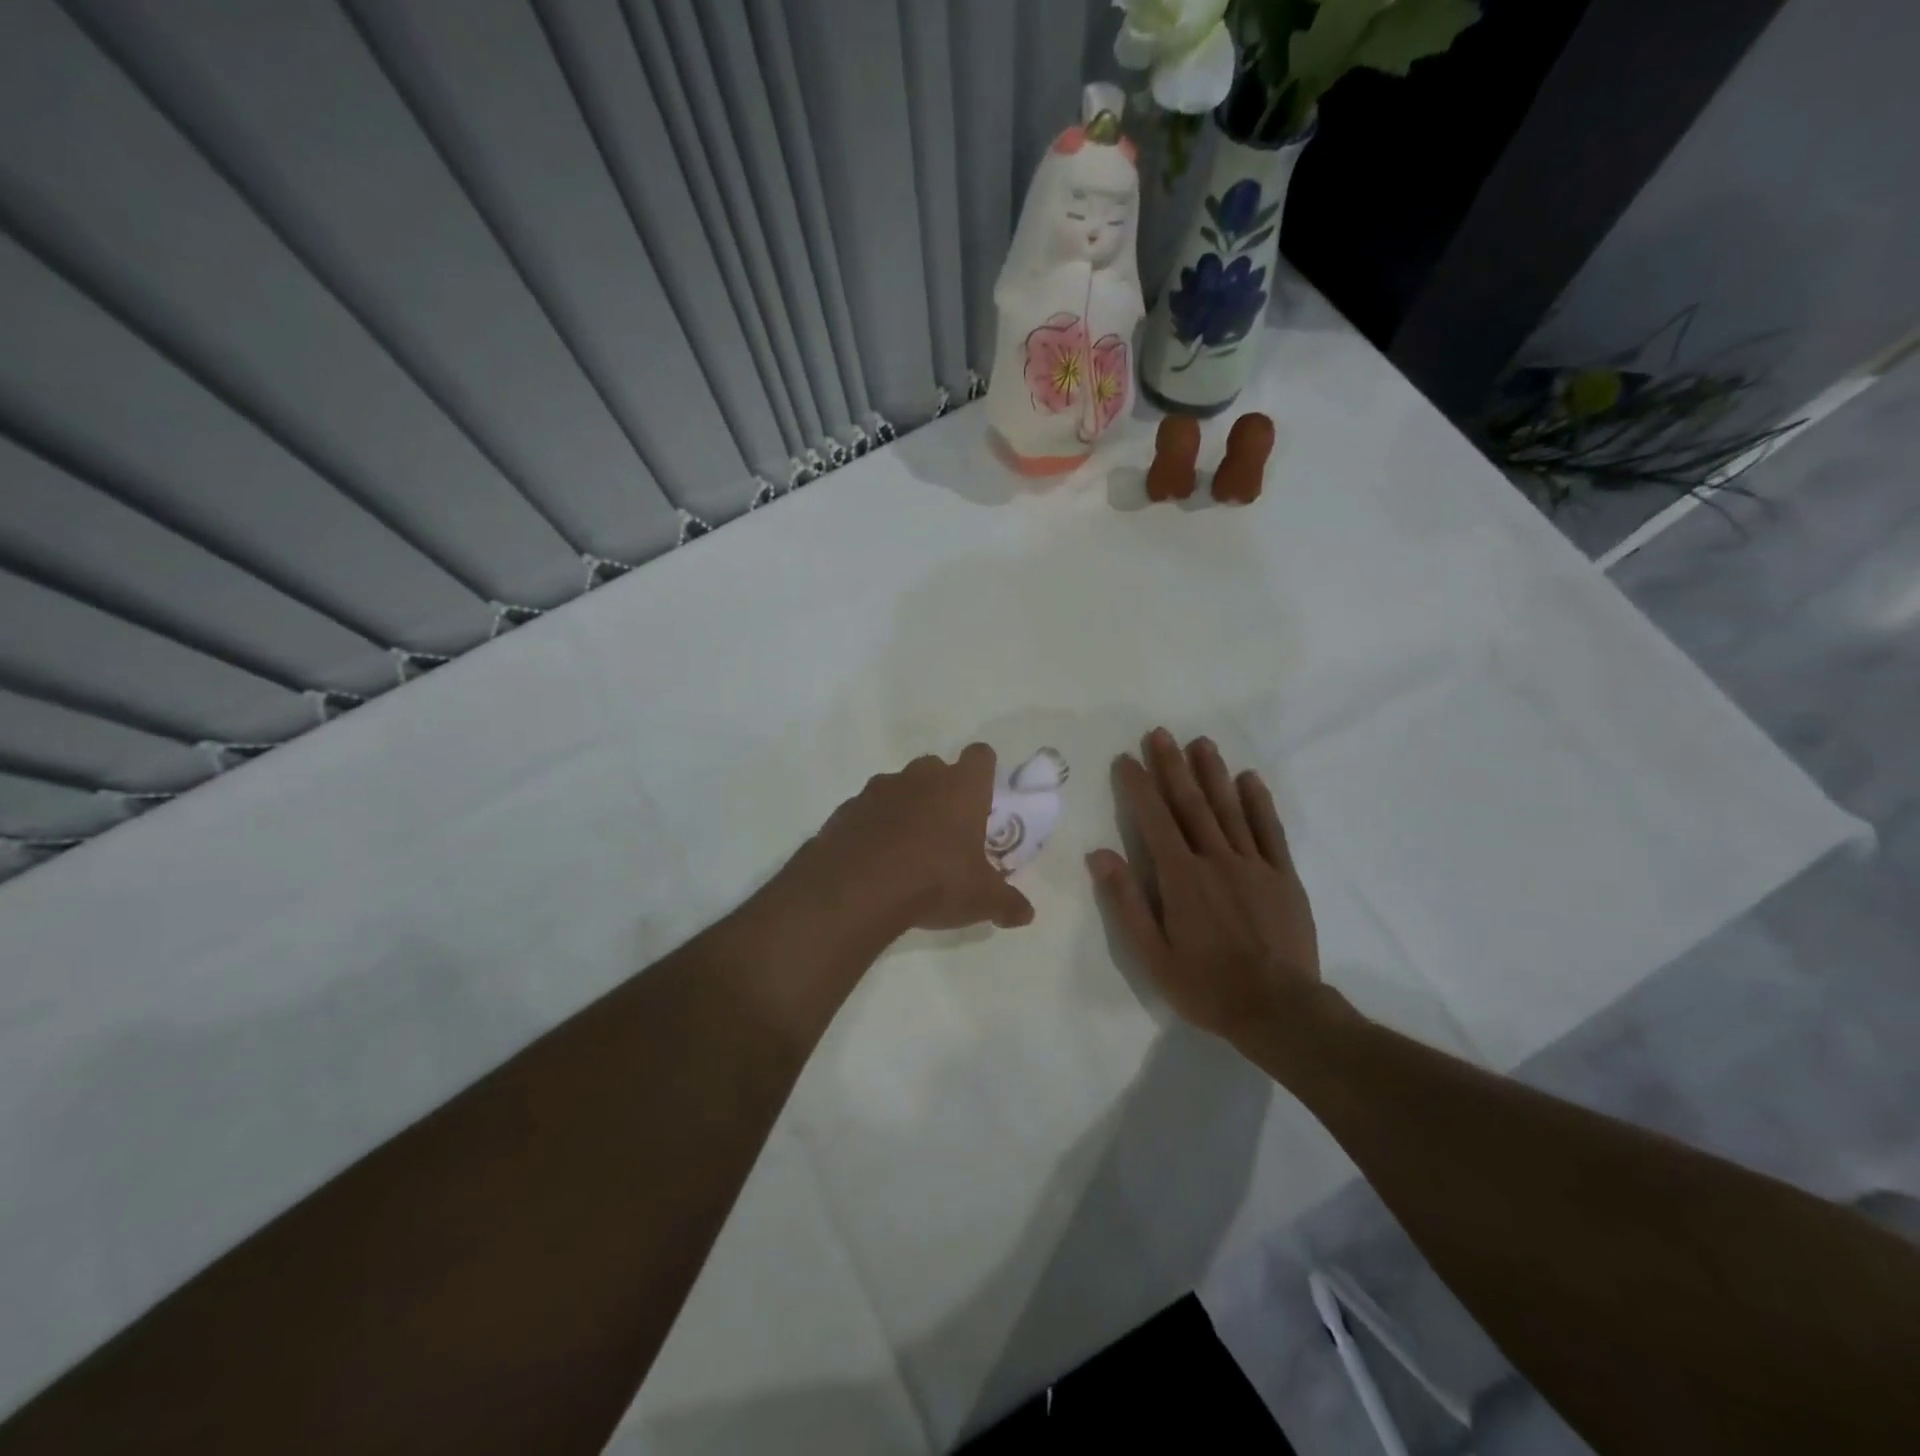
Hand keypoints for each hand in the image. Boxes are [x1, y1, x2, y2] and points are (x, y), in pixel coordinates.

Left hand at [801, 744, 1035, 935]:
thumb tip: (1026, 914)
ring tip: (907, 846)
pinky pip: (867, 809)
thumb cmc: (934, 881)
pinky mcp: (847, 808)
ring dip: (905, 806)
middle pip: (936, 767)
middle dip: (941, 789)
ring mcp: (879, 789)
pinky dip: (873, 825)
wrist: (858, 888)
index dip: (983, 771)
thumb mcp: (981, 899)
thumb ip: (1007, 903)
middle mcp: (921, 778)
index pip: (980, 756)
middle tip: (947, 827)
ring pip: (898, 786)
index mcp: (961, 788)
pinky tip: (874, 857)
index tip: (983, 794)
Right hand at [1088, 728, 1325, 1051]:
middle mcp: (1215, 859)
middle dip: (1172, 766)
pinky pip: (1269, 831)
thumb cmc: (1206, 985)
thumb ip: (1126, 901)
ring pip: (1229, 808)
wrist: (1279, 1010)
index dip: (1138, 786)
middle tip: (1160, 733)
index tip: (1126, 758)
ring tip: (1200, 742)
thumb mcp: (1151, 954)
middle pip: (1190, 804)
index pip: (1154, 819)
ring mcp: (1253, 864)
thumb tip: (1099, 855)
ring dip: (1212, 773)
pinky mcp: (1283, 876)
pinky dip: (1258, 802)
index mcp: (1180, 877)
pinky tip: (1249, 778)